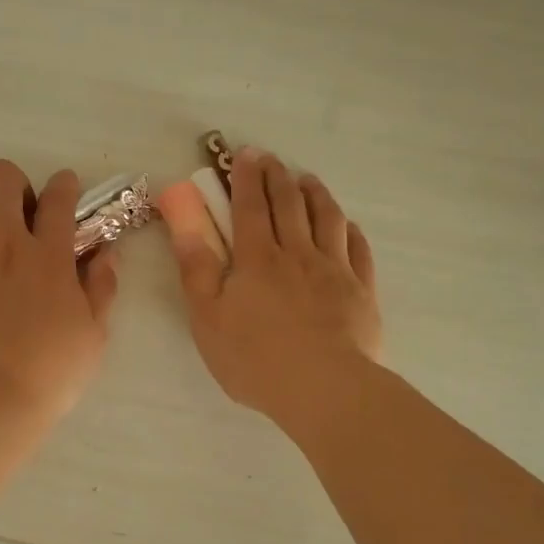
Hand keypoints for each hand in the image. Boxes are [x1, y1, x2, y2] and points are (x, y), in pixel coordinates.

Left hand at [0, 159, 119, 423]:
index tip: (64, 192)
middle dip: (10, 184)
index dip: (64, 185)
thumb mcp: (93, 335)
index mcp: (48, 255)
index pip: (59, 196)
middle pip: (0, 176)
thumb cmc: (50, 374)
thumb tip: (106, 253)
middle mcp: (2, 243)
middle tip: (14, 213)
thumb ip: (102, 288)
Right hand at [163, 148, 381, 429]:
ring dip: (316, 194)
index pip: (251, 206)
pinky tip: (347, 225)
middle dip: (279, 176)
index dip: (247, 178)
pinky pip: (358, 249)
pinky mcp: (361, 292)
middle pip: (290, 204)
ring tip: (308, 180)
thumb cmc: (255, 358)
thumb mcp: (207, 316)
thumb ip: (195, 264)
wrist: (324, 388)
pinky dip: (350, 230)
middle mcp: (298, 254)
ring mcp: (335, 270)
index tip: (245, 154)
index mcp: (258, 259)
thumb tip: (181, 217)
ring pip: (328, 218)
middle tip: (272, 160)